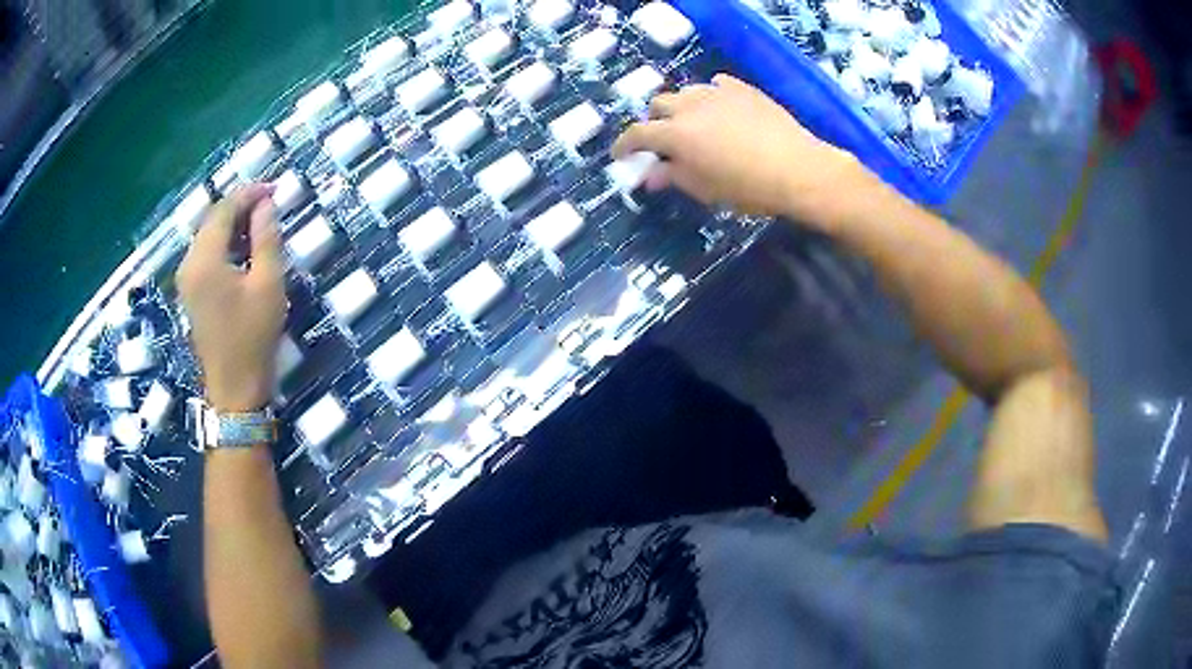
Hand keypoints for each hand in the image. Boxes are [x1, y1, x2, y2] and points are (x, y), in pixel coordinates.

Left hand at [177, 185, 285, 411]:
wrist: (234, 389)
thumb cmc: (253, 338)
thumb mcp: (268, 285)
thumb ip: (266, 239)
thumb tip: (265, 205)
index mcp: (205, 260)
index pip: (224, 211)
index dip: (248, 194)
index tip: (274, 189)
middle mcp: (188, 264)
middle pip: (212, 220)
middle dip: (239, 206)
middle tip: (269, 204)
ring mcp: (185, 280)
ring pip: (207, 236)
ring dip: (231, 224)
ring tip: (259, 223)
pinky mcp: (189, 292)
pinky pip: (204, 254)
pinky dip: (223, 243)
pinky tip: (242, 248)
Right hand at [612, 73, 866, 226]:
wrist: (798, 169)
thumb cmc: (748, 188)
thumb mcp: (705, 189)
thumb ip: (672, 177)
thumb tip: (648, 175)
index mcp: (676, 133)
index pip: (637, 133)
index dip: (625, 145)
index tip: (621, 155)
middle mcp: (690, 106)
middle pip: (658, 105)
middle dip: (654, 122)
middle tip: (663, 141)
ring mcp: (717, 92)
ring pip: (685, 92)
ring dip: (680, 107)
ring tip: (691, 123)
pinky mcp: (742, 88)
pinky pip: (716, 84)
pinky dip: (709, 95)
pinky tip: (719, 108)